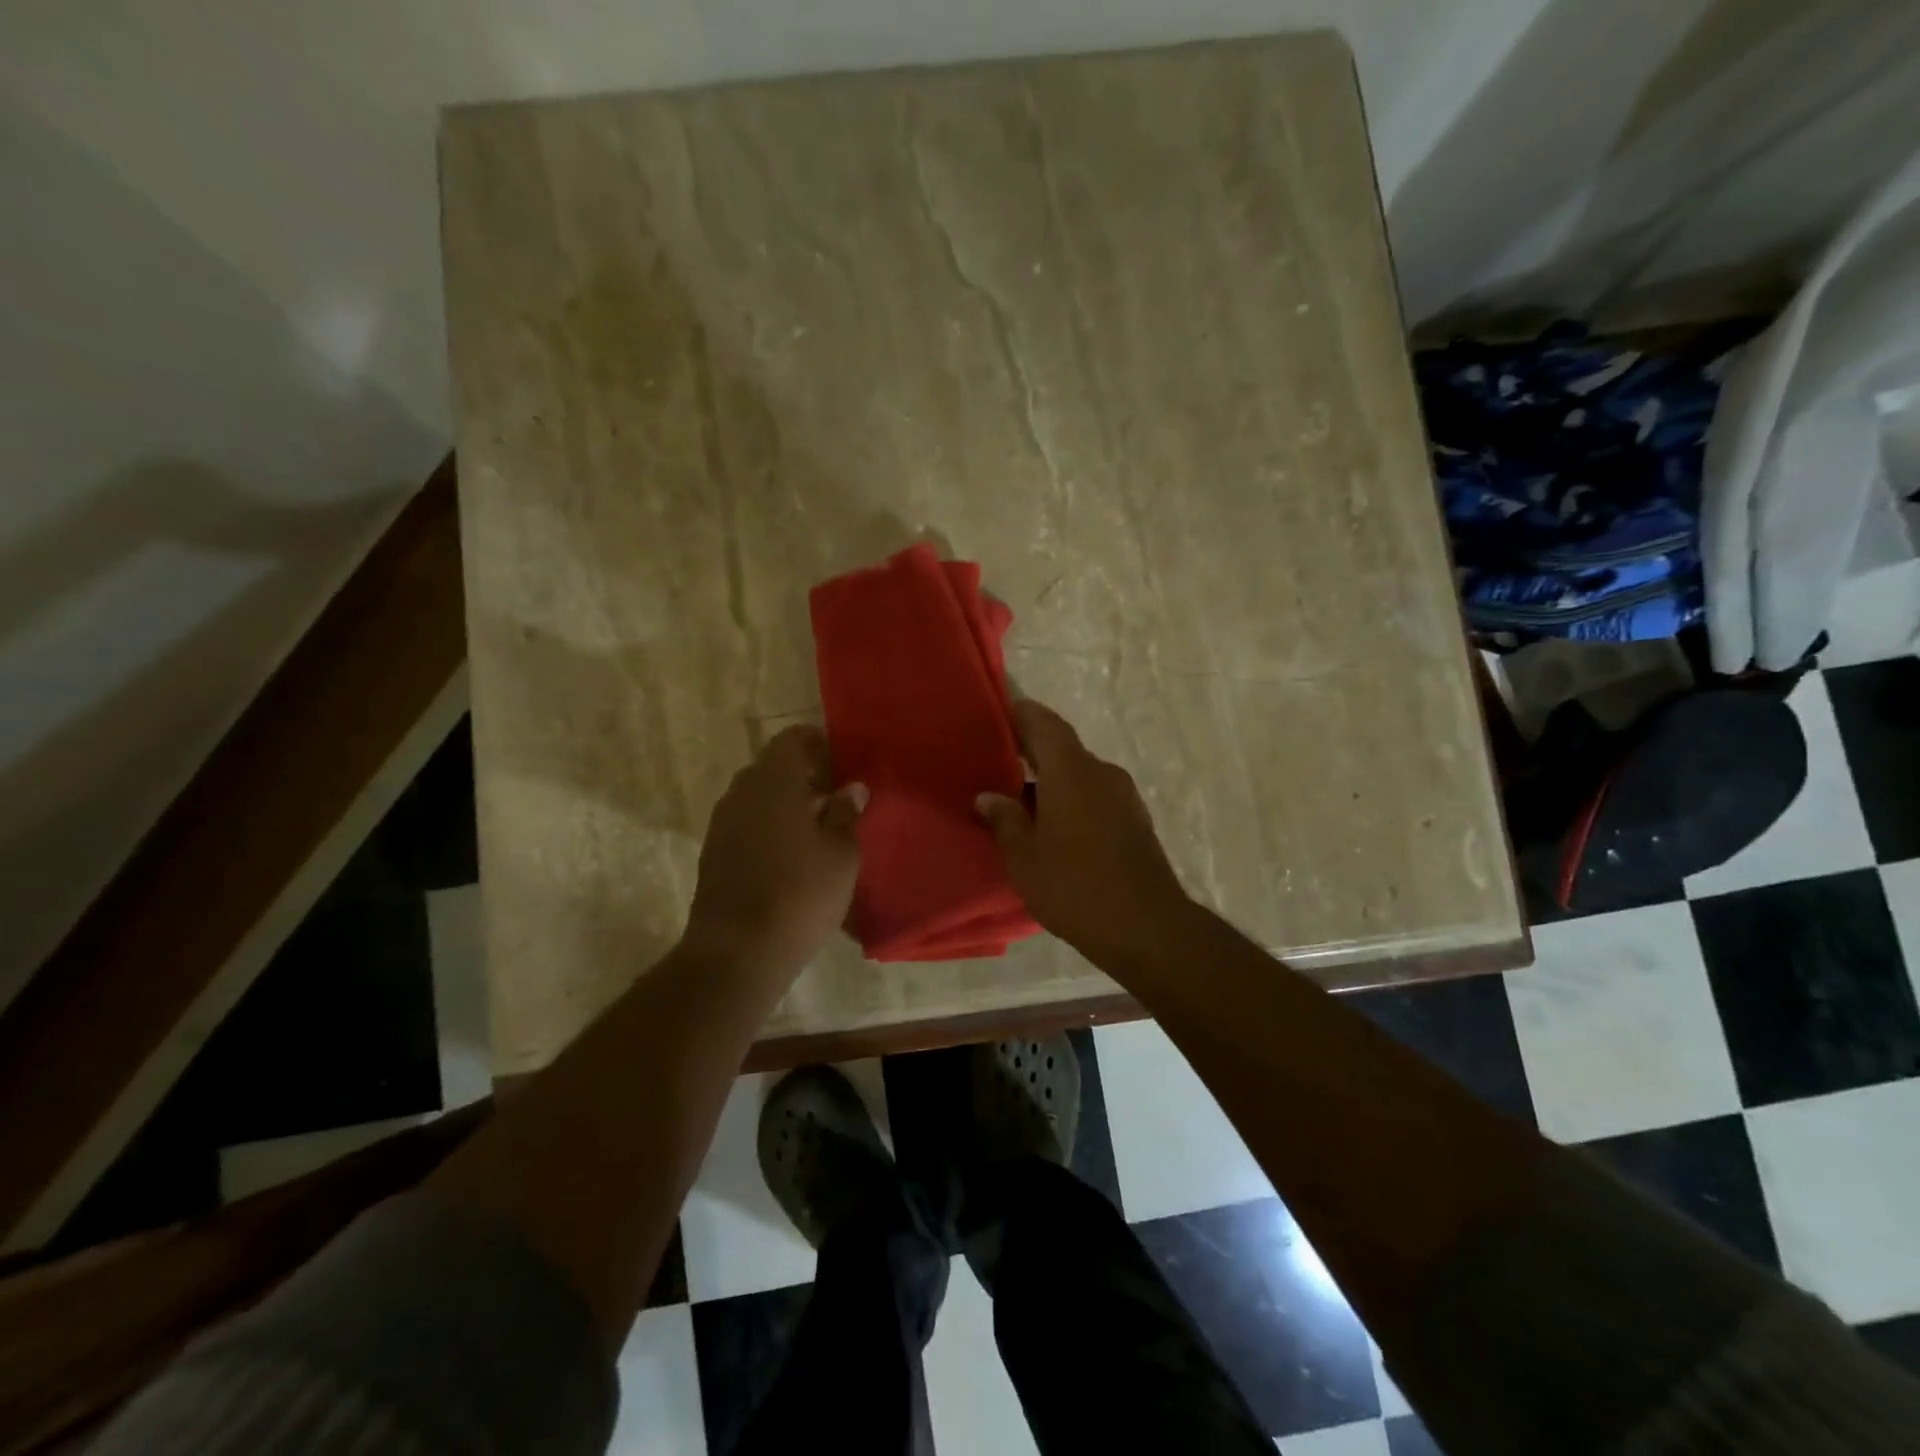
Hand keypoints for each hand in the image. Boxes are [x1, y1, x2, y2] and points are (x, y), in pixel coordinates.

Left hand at [683, 725, 866, 976]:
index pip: (792, 739)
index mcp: (774, 781)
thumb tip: (851, 787)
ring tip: (816, 828)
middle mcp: (742, 792)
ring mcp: (722, 822)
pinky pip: (745, 822)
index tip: (841, 760)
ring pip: (758, 796)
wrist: (737, 952)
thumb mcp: (841, 854)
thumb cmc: (801, 894)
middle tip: (835, 796)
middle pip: (773, 767)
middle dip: (803, 775)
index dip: (817, 742)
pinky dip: (768, 825)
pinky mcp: (713, 852)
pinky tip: (790, 854)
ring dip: (785, 802)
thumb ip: (846, 813)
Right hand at [976, 700, 1190, 966]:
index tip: (997, 712)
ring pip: (1078, 774)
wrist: (1146, 927)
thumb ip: (1005, 820)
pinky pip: (1094, 795)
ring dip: (1051, 780)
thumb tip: (989, 796)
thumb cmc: (1075, 887)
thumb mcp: (1025, 858)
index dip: (1020, 713)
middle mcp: (1100, 772)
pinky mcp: (1134, 819)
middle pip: (1062, 748)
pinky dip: (1070, 799)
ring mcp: (1123, 796)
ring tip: (1017, 801)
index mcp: (1071, 771)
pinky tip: (1051, 826)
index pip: (1044, 723)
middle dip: (1030, 750)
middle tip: (995, 760)